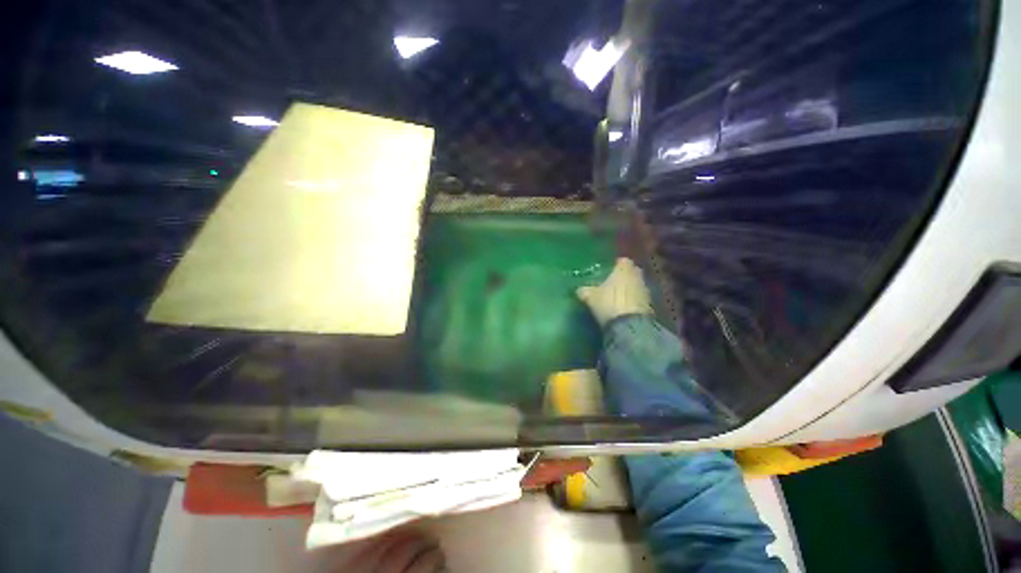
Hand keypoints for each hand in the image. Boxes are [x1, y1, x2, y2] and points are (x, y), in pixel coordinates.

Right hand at [576, 258, 652, 326]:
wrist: (630, 326)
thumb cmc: (609, 303)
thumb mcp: (590, 297)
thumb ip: (584, 291)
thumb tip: (579, 289)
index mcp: (624, 268)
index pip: (622, 261)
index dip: (615, 265)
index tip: (607, 272)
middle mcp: (637, 275)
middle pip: (631, 272)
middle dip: (623, 277)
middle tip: (611, 284)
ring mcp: (646, 290)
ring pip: (636, 285)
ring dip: (629, 290)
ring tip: (617, 298)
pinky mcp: (650, 305)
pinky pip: (639, 299)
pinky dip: (633, 302)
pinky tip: (624, 309)